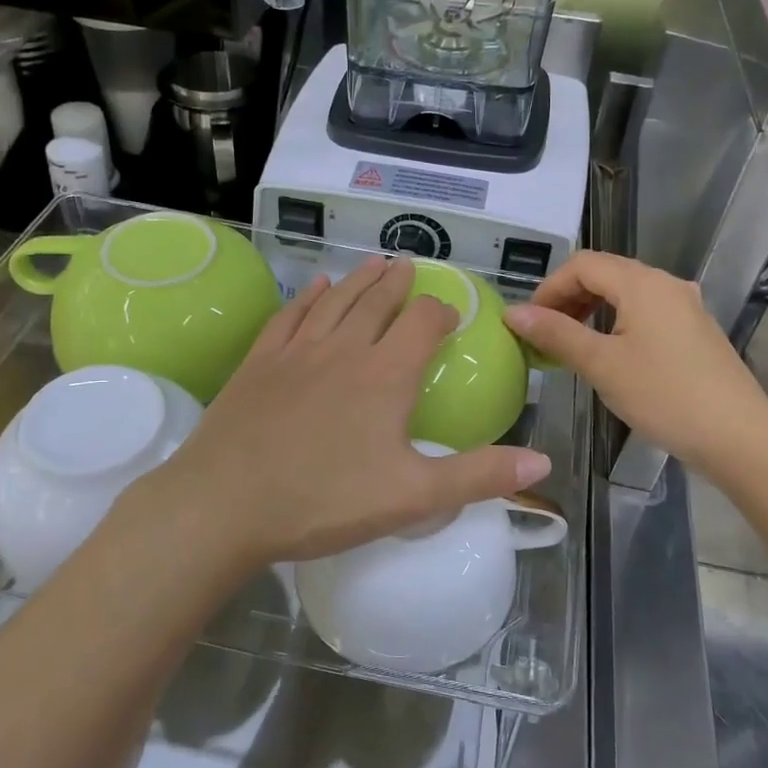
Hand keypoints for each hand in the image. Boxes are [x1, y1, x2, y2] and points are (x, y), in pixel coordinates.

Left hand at [126, 256, 550, 566]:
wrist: (224, 504)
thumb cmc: (323, 501)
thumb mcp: (412, 496)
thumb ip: (479, 476)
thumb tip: (543, 461)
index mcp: (386, 375)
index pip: (422, 322)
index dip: (440, 311)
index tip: (448, 314)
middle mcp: (344, 349)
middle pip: (377, 300)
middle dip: (397, 282)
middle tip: (408, 265)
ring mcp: (297, 350)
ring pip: (336, 300)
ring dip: (359, 279)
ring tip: (374, 263)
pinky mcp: (260, 361)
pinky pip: (291, 314)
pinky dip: (309, 296)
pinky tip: (317, 286)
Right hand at [504, 251, 767, 475]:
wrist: (739, 437)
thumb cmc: (664, 395)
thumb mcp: (601, 364)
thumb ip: (556, 333)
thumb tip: (513, 312)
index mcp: (642, 283)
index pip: (582, 264)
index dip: (549, 288)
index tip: (529, 323)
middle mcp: (665, 283)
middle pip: (605, 274)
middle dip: (568, 298)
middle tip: (545, 335)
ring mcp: (685, 306)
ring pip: (626, 294)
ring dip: (592, 311)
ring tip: (572, 346)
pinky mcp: (696, 331)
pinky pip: (646, 313)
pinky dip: (618, 323)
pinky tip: (611, 355)